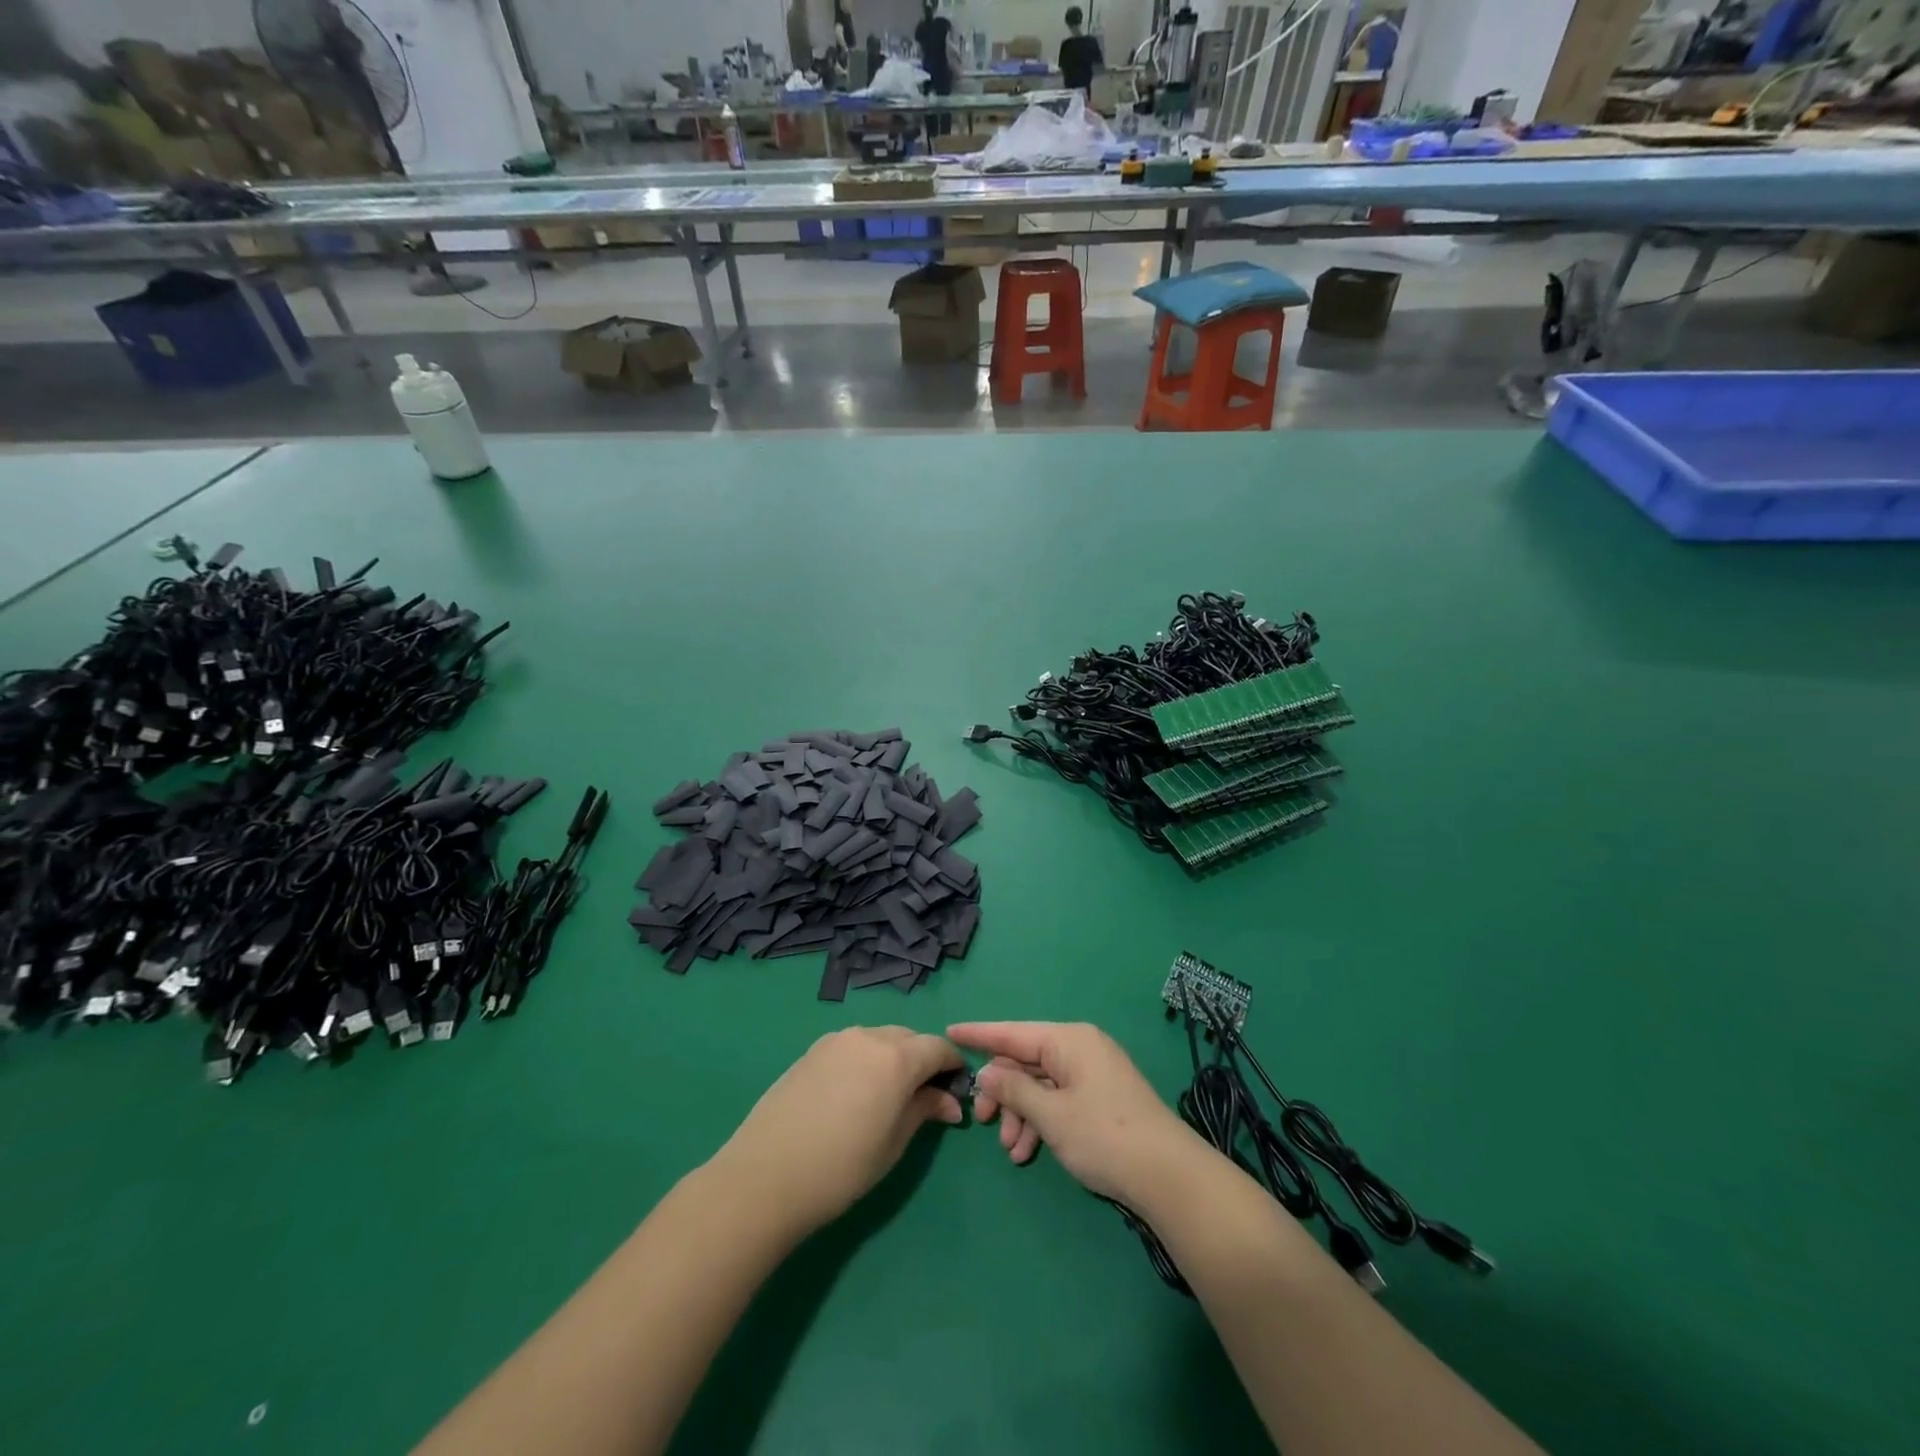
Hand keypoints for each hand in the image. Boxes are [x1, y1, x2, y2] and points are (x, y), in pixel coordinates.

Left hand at [711, 1027, 965, 1234]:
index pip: (938, 1047)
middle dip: (924, 1060)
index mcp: (896, 1057)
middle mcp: (868, 1036)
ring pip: (880, 1039)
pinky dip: (867, 1060)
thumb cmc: (840, 1168)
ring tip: (890, 1096)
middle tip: (927, 1097)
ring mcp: (836, 1040)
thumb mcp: (893, 1144)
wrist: (764, 1176)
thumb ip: (923, 1111)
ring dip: (895, 1058)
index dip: (953, 1065)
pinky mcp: (812, 1051)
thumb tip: (949, 1101)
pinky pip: (853, 1046)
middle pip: (909, 1039)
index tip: (958, 1089)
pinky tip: (857, 1093)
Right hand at [947, 1021, 1198, 1204]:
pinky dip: (1041, 1121)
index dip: (979, 1034)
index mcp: (1068, 1039)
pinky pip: (1058, 1099)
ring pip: (1040, 1084)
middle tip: (984, 1122)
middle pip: (1025, 1060)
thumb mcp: (1050, 1115)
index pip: (1013, 1031)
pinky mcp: (1101, 1097)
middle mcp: (1080, 1048)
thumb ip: (1013, 1089)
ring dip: (1021, 1114)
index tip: (950, 1032)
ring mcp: (1093, 1073)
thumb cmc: (1103, 1136)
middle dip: (1003, 1092)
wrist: (1169, 1176)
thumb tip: (986, 1072)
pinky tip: (1029, 1152)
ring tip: (1013, 1151)